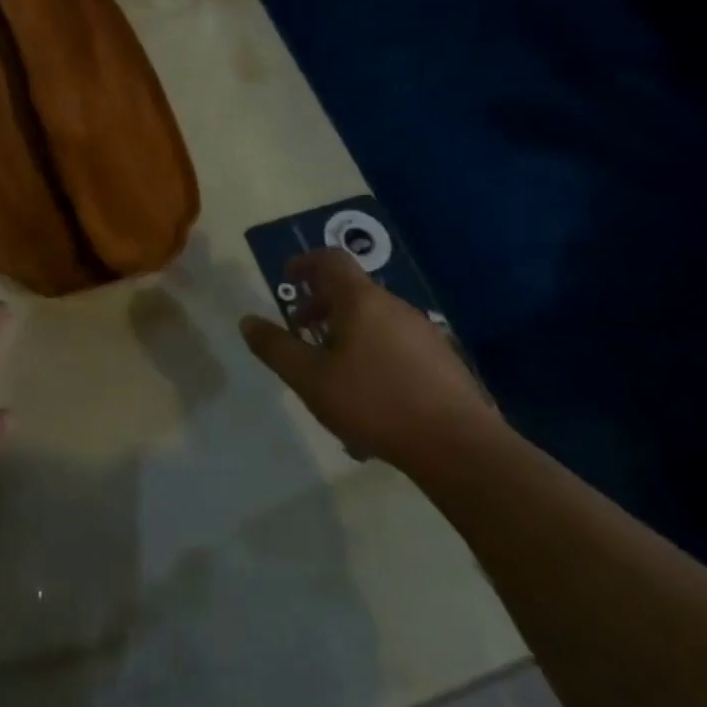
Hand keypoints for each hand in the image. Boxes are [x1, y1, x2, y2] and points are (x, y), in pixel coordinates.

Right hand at [240, 249, 497, 467]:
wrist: (459, 447)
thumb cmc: (375, 402)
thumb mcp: (311, 379)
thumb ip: (276, 348)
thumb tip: (247, 320)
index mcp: (361, 301)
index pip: (331, 260)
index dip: (305, 263)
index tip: (288, 278)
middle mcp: (394, 307)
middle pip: (352, 291)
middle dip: (321, 307)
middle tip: (301, 332)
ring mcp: (424, 333)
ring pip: (374, 321)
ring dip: (347, 334)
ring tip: (331, 372)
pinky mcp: (443, 361)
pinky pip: (396, 345)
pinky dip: (373, 355)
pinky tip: (368, 398)